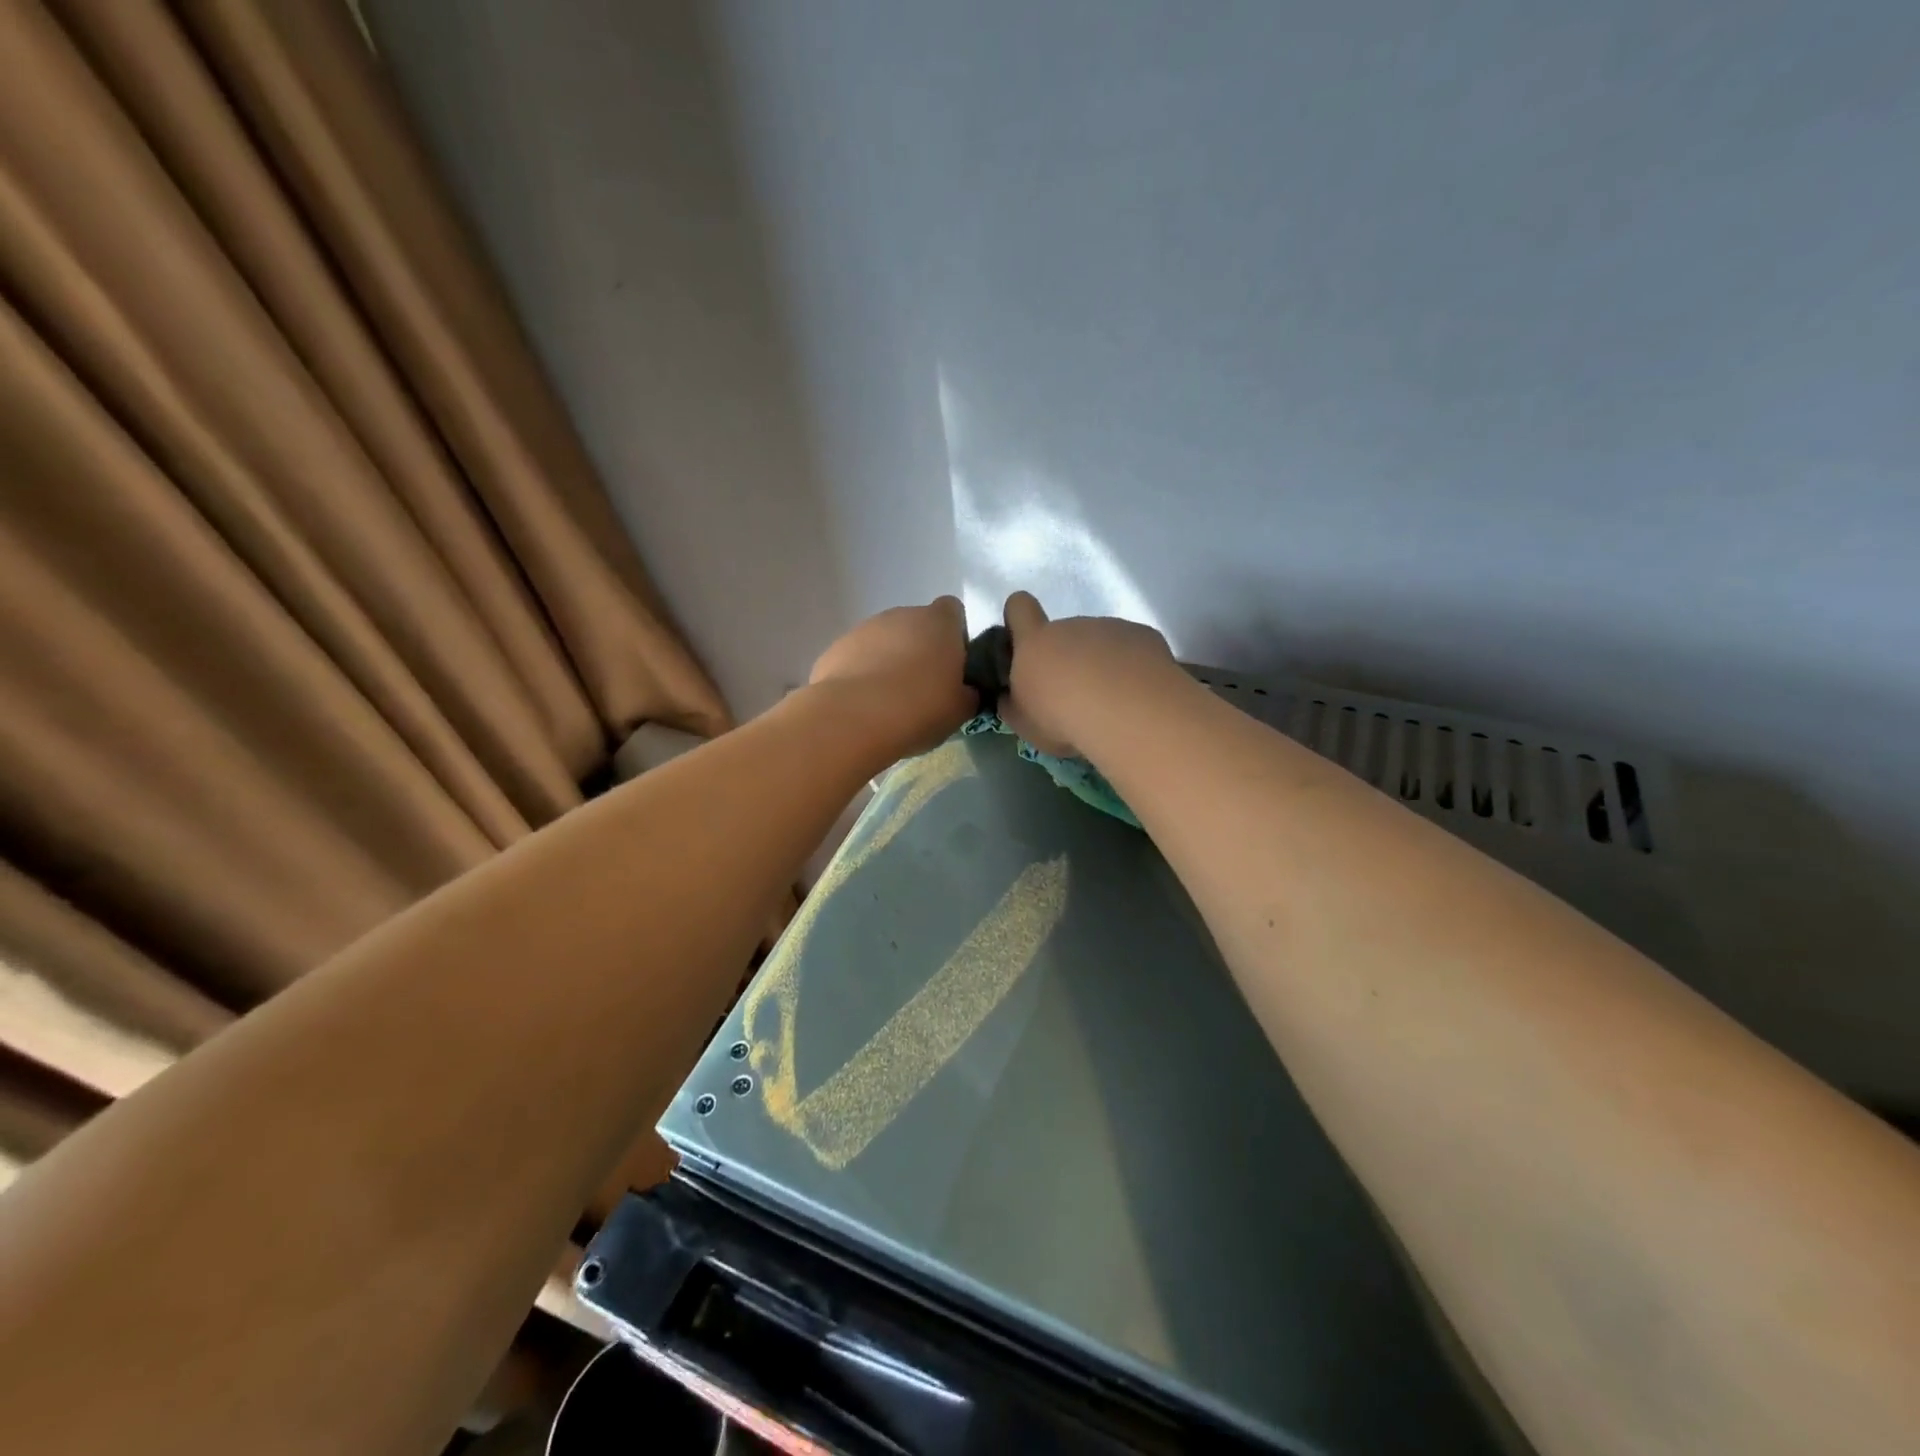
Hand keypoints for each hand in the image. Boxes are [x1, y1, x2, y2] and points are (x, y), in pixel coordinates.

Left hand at [809, 596, 976, 754]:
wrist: (853, 719)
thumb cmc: (919, 708)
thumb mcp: (960, 710)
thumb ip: (968, 692)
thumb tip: (965, 690)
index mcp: (938, 622)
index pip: (952, 611)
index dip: (955, 636)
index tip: (953, 666)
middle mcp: (901, 615)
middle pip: (917, 625)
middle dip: (920, 650)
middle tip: (923, 690)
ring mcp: (864, 628)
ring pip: (884, 641)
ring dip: (889, 662)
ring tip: (889, 701)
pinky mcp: (835, 648)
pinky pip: (857, 658)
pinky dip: (862, 674)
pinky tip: (863, 705)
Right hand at [998, 591, 1182, 757]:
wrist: (1128, 713)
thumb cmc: (1064, 719)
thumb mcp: (1025, 723)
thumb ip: (1013, 704)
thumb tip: (1009, 695)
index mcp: (1035, 643)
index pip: (1018, 607)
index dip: (1019, 618)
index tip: (1025, 642)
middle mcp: (1072, 626)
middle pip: (1064, 633)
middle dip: (1068, 658)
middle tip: (1076, 697)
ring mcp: (1110, 627)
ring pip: (1100, 642)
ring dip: (1102, 664)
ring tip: (1112, 701)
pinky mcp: (1143, 635)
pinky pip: (1132, 648)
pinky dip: (1132, 667)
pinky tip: (1137, 695)